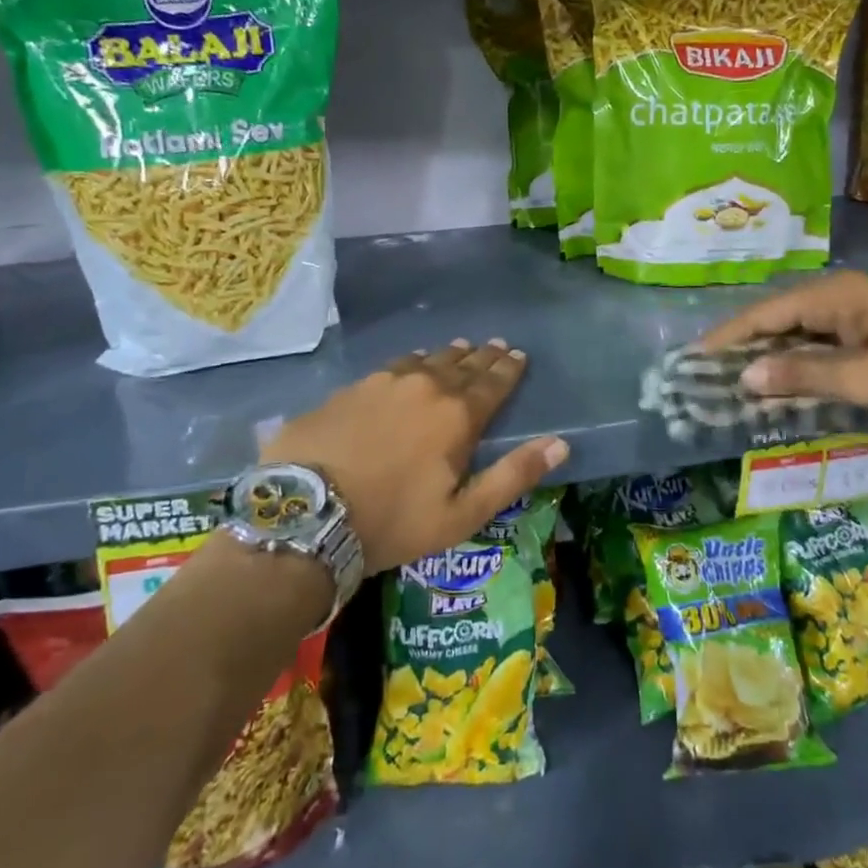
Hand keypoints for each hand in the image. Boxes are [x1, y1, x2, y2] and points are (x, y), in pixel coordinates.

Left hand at [262, 339, 568, 574]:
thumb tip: (561, 444)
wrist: (306, 514)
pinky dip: (411, 362)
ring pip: (426, 360)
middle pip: (462, 364)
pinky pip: (392, 366)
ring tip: (460, 348)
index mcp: (457, 415)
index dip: (509, 369)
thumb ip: (513, 475)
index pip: (493, 383)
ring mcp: (383, 382)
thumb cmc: (393, 521)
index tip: (519, 355)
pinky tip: (409, 363)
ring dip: (448, 355)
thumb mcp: (462, 513)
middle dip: (483, 356)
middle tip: (496, 345)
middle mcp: (425, 386)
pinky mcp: (350, 388)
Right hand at [699, 271, 867, 423]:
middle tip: (708, 377)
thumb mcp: (867, 379)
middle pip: (779, 320)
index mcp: (836, 295)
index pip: (765, 313)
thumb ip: (803, 376)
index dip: (728, 336)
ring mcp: (861, 312)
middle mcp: (843, 295)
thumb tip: (744, 377)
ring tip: (736, 383)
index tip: (694, 359)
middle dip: (745, 348)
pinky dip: (801, 364)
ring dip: (772, 357)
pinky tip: (785, 383)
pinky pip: (824, 344)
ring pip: (801, 334)